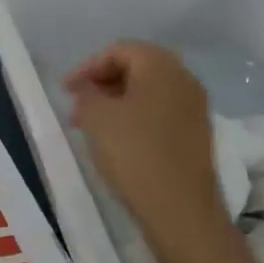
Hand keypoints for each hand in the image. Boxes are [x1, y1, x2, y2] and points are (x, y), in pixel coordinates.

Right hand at [65, 41, 226, 260]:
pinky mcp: (197, 135)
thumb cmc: (135, 154)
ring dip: (117, 103)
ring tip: (92, 127)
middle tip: (77, 106)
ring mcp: (195, 108)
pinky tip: (118, 142)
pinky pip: (160, 113)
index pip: (119, 50)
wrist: (182, 212)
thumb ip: (87, 93)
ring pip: (148, 93)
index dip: (88, 67)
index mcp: (161, 65)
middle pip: (136, 68)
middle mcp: (184, 79)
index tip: (66, 91)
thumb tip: (89, 89)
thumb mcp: (97, 117)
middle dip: (103, 83)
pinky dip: (136, 119)